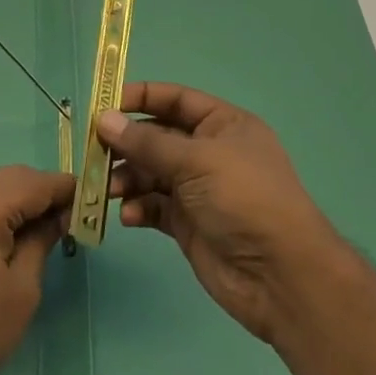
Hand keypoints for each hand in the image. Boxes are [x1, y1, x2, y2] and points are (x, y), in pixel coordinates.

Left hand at [0, 165, 74, 374]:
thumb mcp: (21, 290)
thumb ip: (41, 241)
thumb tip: (59, 216)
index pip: (34, 182)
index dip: (65, 189)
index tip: (89, 203)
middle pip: (10, 177)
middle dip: (41, 191)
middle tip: (67, 219)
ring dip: (16, 198)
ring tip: (38, 229)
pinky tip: (3, 235)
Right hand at [101, 82, 339, 349]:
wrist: (281, 277)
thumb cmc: (244, 200)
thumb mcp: (196, 161)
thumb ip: (147, 142)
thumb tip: (104, 120)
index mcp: (223, 125)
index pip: (175, 100)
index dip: (140, 98)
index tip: (103, 105)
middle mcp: (209, 153)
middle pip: (157, 137)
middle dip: (126, 144)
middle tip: (94, 153)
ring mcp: (198, 190)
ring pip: (150, 173)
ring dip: (127, 178)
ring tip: (107, 189)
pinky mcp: (188, 224)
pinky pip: (154, 206)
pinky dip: (138, 207)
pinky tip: (129, 216)